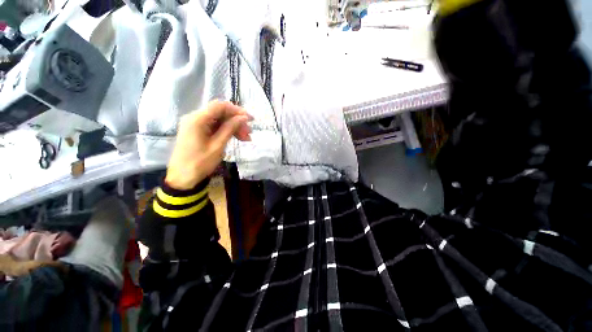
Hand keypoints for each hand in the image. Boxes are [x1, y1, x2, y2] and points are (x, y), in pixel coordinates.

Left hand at [165, 101, 251, 189]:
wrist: (182, 178)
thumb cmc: (200, 163)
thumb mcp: (218, 146)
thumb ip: (230, 129)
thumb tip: (243, 118)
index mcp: (197, 119)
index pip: (220, 106)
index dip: (237, 111)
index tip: (250, 120)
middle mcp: (195, 117)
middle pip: (220, 113)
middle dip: (237, 121)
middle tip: (249, 133)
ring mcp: (196, 124)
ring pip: (219, 120)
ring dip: (234, 127)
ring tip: (246, 138)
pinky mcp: (198, 131)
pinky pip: (215, 127)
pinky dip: (226, 131)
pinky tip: (237, 138)